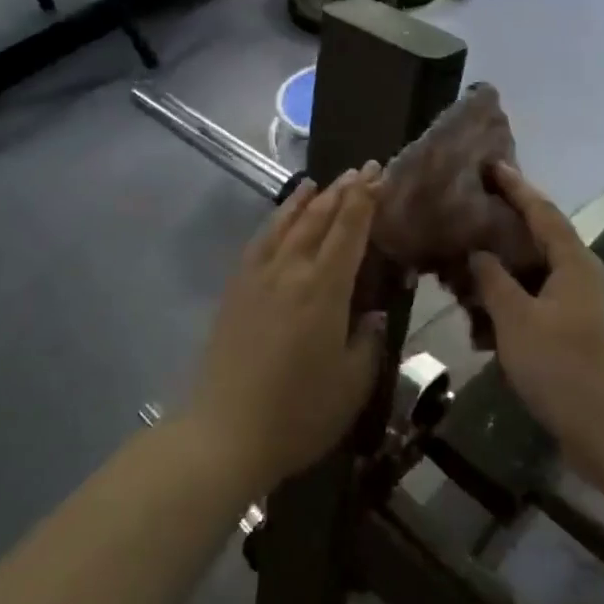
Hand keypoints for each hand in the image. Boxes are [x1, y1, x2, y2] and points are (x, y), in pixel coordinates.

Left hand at [185, 166, 387, 495]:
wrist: (225, 434)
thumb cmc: (299, 414)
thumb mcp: (353, 384)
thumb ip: (368, 341)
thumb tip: (374, 313)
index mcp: (325, 290)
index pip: (349, 231)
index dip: (365, 200)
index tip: (378, 175)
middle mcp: (291, 271)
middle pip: (319, 218)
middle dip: (343, 191)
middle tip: (363, 170)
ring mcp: (258, 278)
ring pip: (287, 224)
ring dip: (308, 200)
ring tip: (321, 182)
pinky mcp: (235, 290)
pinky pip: (259, 242)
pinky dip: (275, 221)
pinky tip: (281, 217)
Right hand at [469, 163, 603, 483]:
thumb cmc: (562, 367)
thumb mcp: (516, 320)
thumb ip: (493, 280)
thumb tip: (478, 252)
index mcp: (574, 263)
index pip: (541, 211)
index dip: (515, 187)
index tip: (490, 165)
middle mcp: (582, 275)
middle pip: (539, 238)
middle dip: (503, 227)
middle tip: (468, 212)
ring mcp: (583, 305)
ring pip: (535, 274)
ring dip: (501, 271)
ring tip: (464, 266)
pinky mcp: (577, 331)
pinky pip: (538, 302)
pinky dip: (511, 303)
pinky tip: (481, 319)